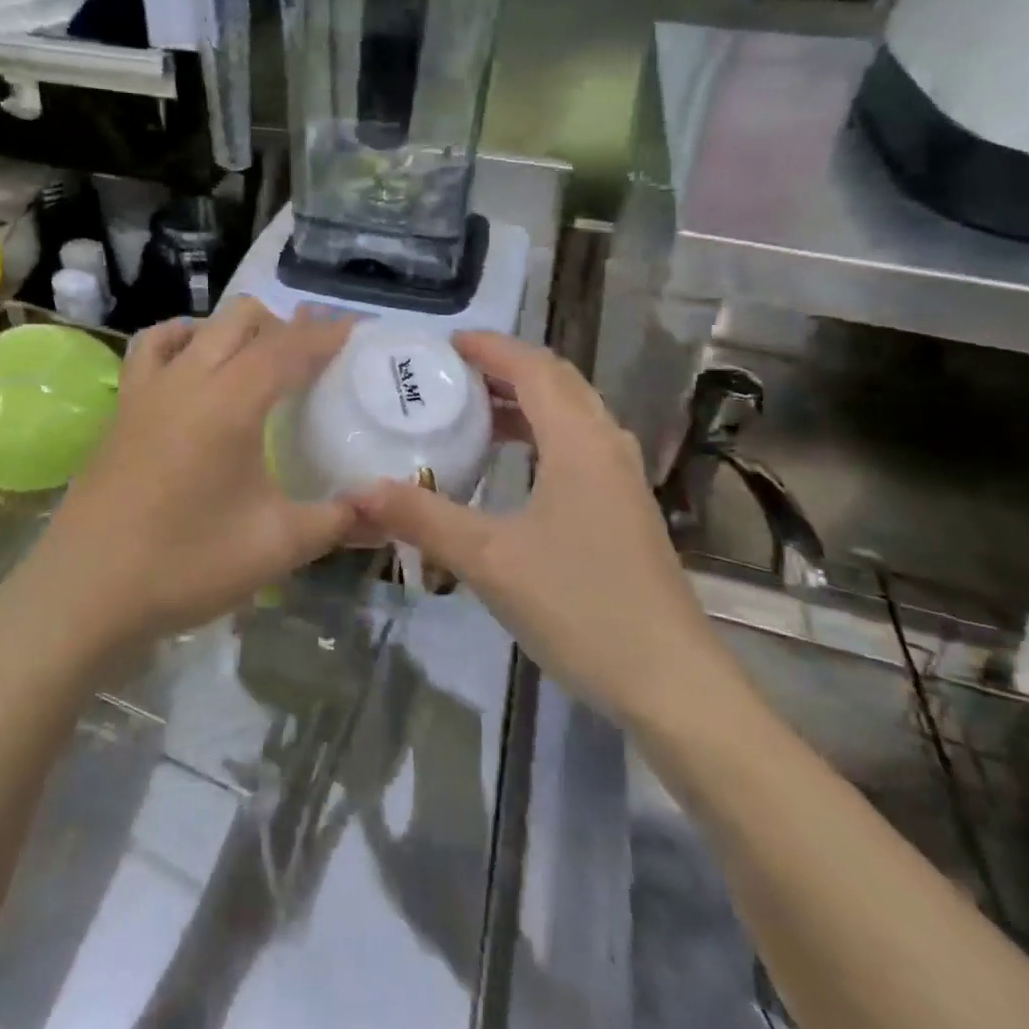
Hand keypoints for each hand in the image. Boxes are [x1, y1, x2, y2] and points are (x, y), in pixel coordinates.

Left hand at [14, 300, 356, 652]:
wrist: (86, 592)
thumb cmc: (186, 566)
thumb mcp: (277, 547)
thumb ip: (338, 521)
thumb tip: (384, 512)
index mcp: (230, 402)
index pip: (288, 348)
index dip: (326, 334)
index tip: (357, 328)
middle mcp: (187, 379)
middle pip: (241, 319)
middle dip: (285, 324)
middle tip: (316, 354)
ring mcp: (147, 389)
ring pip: (196, 325)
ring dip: (234, 329)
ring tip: (258, 359)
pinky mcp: (122, 408)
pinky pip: (151, 349)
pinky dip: (181, 340)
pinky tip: (193, 364)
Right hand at [352, 332, 742, 725]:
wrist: (670, 682)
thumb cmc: (579, 606)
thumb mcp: (488, 559)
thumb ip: (422, 517)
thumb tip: (358, 491)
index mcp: (578, 441)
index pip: (532, 368)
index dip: (489, 348)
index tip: (443, 345)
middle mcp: (606, 445)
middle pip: (557, 381)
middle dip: (505, 368)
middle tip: (451, 375)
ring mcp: (622, 479)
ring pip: (572, 414)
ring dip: (525, 401)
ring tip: (473, 412)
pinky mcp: (625, 508)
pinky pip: (579, 445)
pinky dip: (541, 434)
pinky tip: (512, 467)